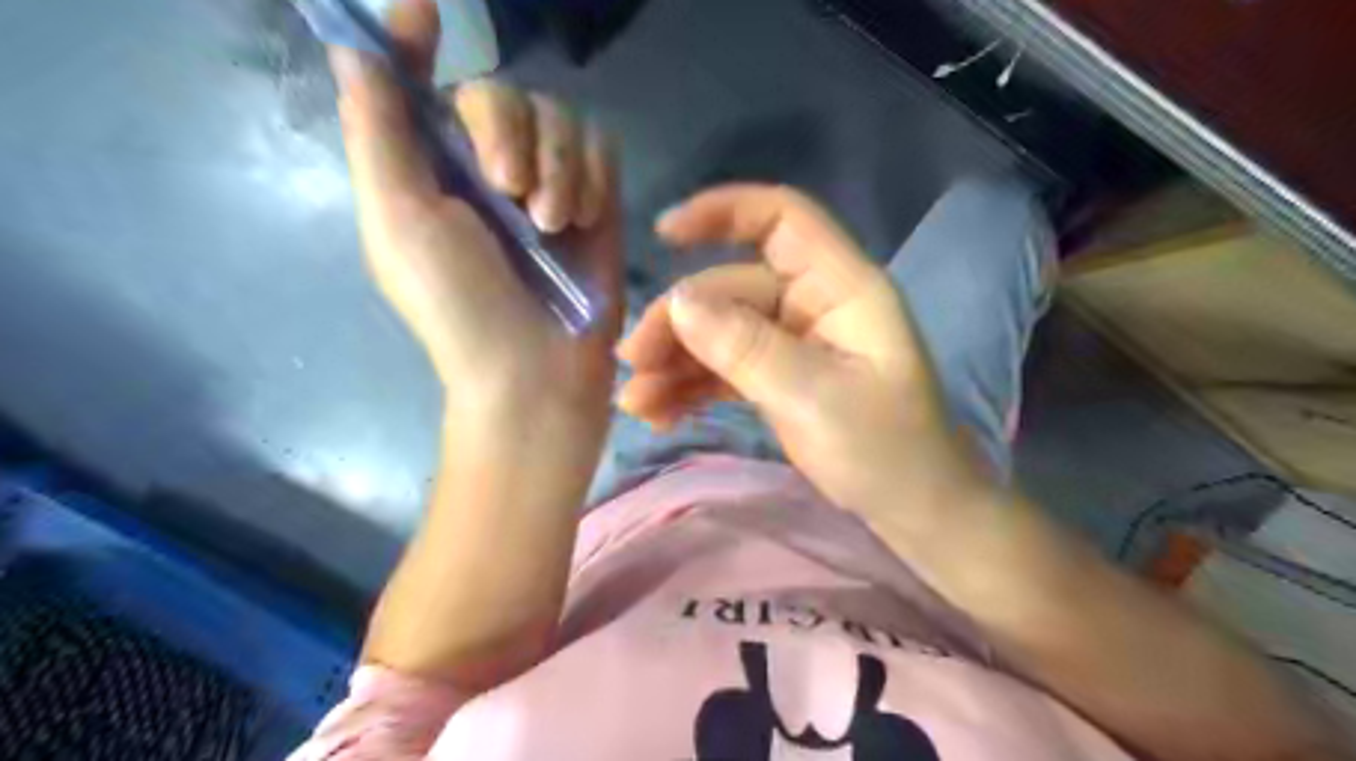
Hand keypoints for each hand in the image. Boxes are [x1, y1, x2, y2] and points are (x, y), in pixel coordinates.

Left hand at [327, 0, 622, 432]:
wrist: (535, 371)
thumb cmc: (458, 306)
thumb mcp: (400, 221)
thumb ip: (378, 133)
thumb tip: (354, 49)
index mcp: (428, 168)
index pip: (417, 83)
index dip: (413, 42)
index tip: (423, 12)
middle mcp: (485, 167)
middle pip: (501, 92)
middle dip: (506, 132)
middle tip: (509, 191)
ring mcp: (546, 183)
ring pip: (558, 116)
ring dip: (555, 164)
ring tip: (551, 222)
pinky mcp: (596, 202)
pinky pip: (600, 147)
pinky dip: (591, 175)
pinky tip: (580, 220)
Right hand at [620, 183, 993, 511]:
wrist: (914, 510)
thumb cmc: (885, 451)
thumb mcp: (813, 398)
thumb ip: (745, 347)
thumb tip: (677, 301)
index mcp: (841, 288)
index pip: (782, 220)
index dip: (724, 212)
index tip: (663, 234)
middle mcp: (813, 304)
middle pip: (732, 289)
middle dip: (679, 323)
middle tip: (634, 365)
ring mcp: (794, 343)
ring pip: (722, 332)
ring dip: (676, 362)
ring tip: (636, 403)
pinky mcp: (780, 377)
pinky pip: (727, 368)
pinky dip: (693, 387)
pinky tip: (660, 413)